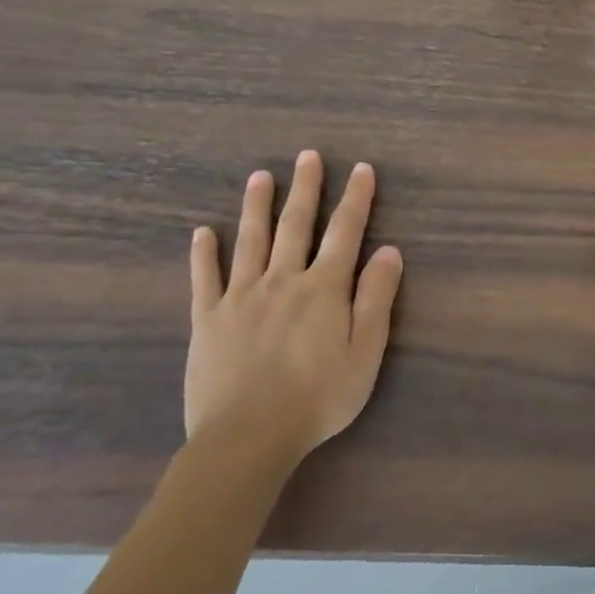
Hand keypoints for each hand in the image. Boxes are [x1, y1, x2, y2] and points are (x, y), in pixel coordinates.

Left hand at [185, 151, 403, 460]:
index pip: (346, 232)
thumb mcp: (366, 352)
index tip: (362, 169)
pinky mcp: (208, 320)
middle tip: (308, 156)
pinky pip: (205, 278)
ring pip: (250, 241)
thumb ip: (376, 298)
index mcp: (324, 289)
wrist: (248, 437)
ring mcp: (240, 297)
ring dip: (257, 206)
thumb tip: (390, 252)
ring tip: (260, 176)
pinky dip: (205, 253)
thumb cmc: (319, 397)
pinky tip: (203, 232)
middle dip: (305, 189)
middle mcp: (282, 281)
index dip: (356, 199)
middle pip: (295, 226)